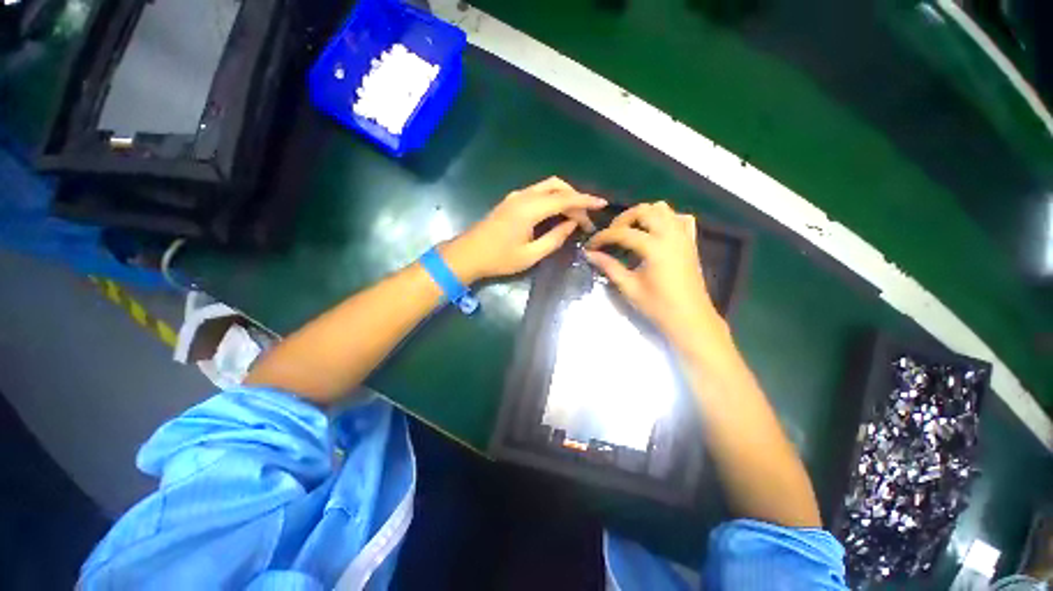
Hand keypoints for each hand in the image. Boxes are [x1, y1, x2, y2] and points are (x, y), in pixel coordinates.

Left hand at [442, 177, 606, 282]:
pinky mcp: (511, 201)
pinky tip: (556, 213)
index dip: (585, 201)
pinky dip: (552, 198)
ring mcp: (515, 196)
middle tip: (585, 220)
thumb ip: (554, 239)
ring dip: (564, 197)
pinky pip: (537, 192)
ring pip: (547, 187)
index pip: (564, 199)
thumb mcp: (530, 255)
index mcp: (529, 209)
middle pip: (557, 186)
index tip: (602, 204)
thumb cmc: (499, 259)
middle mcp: (523, 196)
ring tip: (574, 217)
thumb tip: (571, 226)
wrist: (468, 254)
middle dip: (575, 198)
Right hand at [584, 202, 724, 349]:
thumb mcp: (629, 287)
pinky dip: (665, 219)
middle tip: (611, 236)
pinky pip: (679, 218)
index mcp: (655, 247)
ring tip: (630, 231)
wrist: (690, 319)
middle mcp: (671, 235)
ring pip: (663, 209)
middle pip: (644, 210)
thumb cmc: (658, 306)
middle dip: (622, 220)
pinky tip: (655, 232)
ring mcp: (683, 236)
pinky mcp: (690, 242)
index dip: (603, 237)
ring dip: (643, 215)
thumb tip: (590, 254)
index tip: (590, 245)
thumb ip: (609, 267)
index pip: (622, 233)